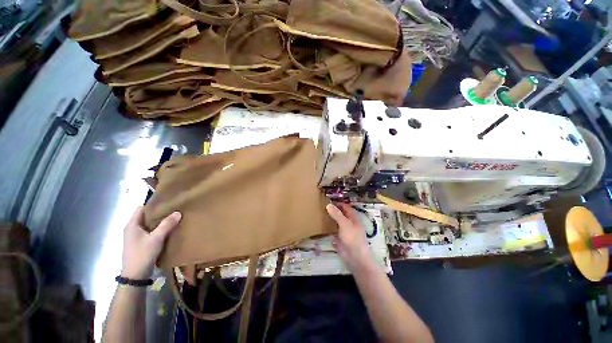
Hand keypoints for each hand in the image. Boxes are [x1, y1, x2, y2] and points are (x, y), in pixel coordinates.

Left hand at [121, 207, 181, 278]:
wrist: (135, 275)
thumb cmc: (142, 254)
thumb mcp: (156, 238)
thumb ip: (166, 225)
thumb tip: (178, 212)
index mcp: (132, 225)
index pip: (141, 209)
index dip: (153, 204)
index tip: (167, 201)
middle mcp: (132, 229)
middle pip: (146, 216)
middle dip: (159, 212)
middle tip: (173, 208)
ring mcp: (136, 237)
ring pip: (149, 224)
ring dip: (159, 221)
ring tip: (173, 217)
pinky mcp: (140, 243)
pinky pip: (150, 231)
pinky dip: (158, 229)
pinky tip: (169, 229)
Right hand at [326, 203, 373, 270]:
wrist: (355, 257)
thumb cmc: (352, 238)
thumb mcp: (344, 224)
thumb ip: (336, 214)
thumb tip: (328, 204)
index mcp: (353, 216)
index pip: (344, 206)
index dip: (336, 203)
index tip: (326, 201)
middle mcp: (349, 222)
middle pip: (340, 213)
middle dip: (332, 210)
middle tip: (321, 207)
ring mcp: (345, 230)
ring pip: (337, 221)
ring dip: (330, 218)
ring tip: (319, 214)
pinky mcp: (341, 238)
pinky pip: (334, 229)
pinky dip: (329, 227)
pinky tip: (321, 225)